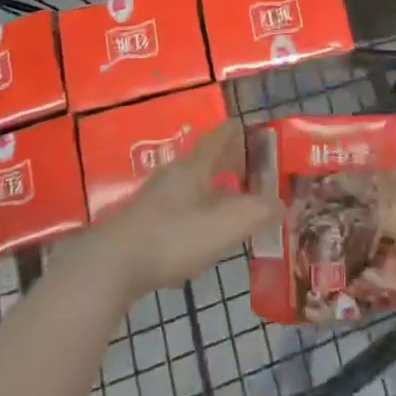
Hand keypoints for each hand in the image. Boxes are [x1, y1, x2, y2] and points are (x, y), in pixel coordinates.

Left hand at [72, 121, 280, 303]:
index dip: (241, 132)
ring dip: (213, 186)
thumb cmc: (174, 237)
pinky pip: (179, 205)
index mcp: (196, 166)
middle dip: (230, 161)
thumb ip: (258, 212)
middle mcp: (175, 173)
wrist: (113, 263)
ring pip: (191, 182)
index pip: (222, 136)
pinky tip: (201, 230)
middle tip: (253, 170)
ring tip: (232, 200)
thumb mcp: (225, 225)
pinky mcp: (143, 222)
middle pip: (206, 159)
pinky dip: (197, 208)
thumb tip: (282, 202)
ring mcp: (156, 197)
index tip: (258, 134)